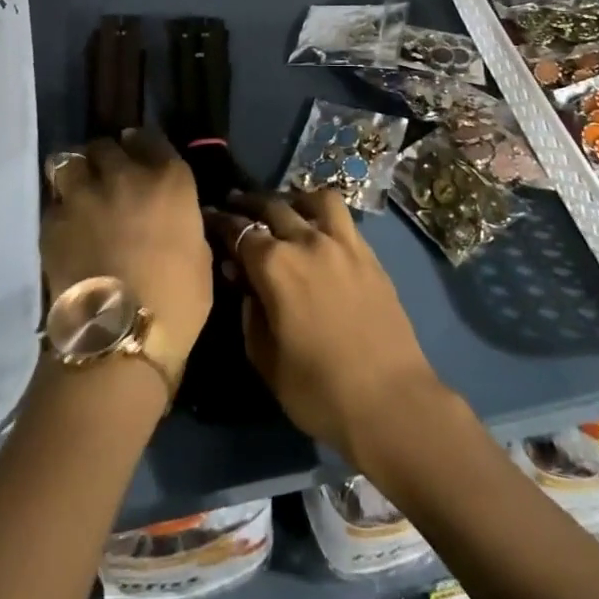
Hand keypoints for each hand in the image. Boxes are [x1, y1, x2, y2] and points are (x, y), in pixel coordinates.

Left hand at [43, 132, 211, 367]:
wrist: (118, 336)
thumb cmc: (177, 302)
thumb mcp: (199, 255)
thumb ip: (183, 224)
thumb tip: (173, 220)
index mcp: (170, 180)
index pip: (153, 140)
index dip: (143, 145)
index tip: (138, 153)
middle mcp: (126, 175)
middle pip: (108, 146)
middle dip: (107, 158)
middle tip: (108, 177)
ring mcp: (84, 195)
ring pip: (70, 160)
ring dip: (76, 172)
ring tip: (79, 190)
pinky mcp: (52, 221)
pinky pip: (54, 202)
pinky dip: (60, 209)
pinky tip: (66, 228)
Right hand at [204, 192, 448, 466]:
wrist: (390, 400)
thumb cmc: (318, 390)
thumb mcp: (266, 359)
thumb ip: (249, 312)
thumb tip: (242, 280)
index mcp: (275, 266)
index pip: (239, 230)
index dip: (220, 221)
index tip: (208, 216)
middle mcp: (307, 241)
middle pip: (273, 206)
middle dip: (249, 203)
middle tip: (236, 204)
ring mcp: (343, 243)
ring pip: (314, 199)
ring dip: (293, 199)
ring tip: (286, 209)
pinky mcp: (369, 254)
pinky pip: (343, 218)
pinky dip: (324, 214)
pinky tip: (319, 230)